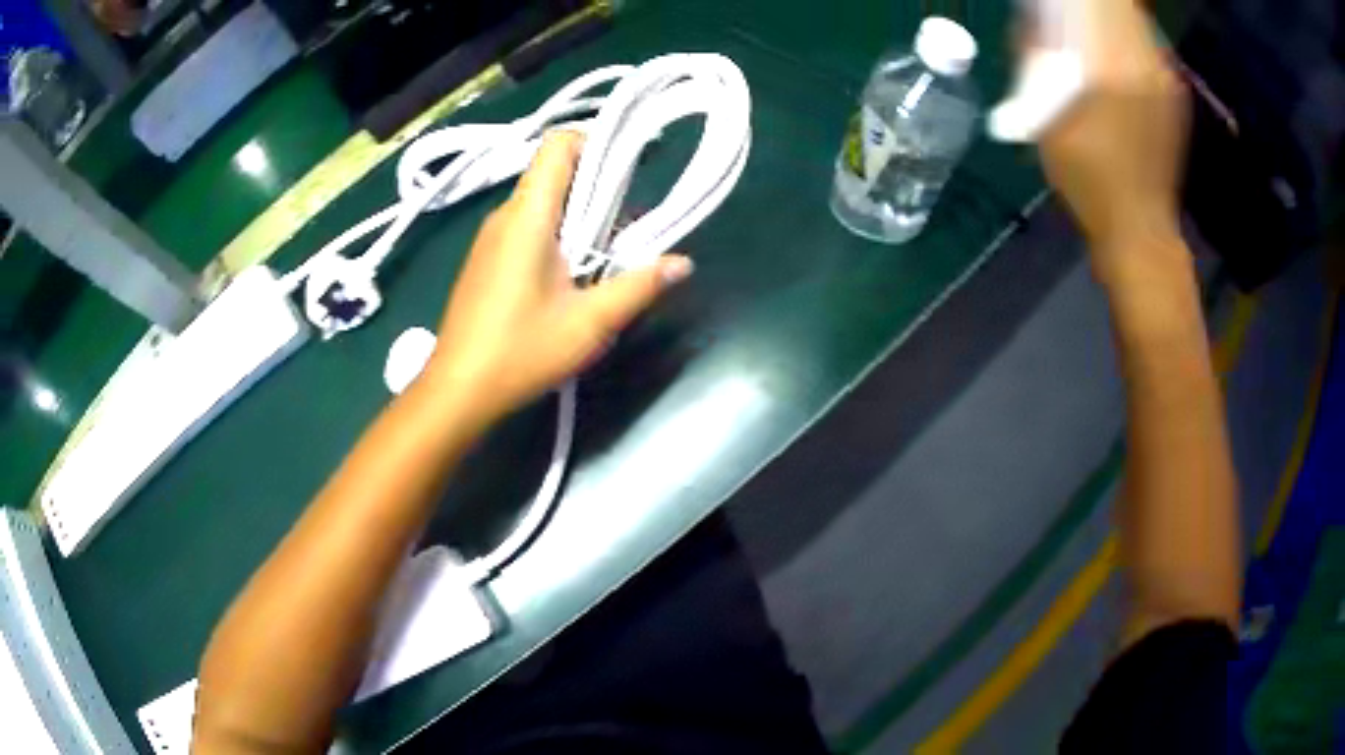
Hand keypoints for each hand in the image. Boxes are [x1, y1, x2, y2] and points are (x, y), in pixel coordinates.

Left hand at [425, 131, 692, 421]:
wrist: (457, 391)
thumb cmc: (521, 351)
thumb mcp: (590, 323)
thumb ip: (639, 286)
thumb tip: (683, 263)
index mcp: (528, 215)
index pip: (559, 145)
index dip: (597, 143)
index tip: (630, 169)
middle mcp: (505, 215)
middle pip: (555, 173)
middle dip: (598, 189)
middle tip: (628, 230)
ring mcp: (490, 238)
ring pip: (543, 203)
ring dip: (579, 218)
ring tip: (605, 258)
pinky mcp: (486, 260)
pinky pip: (527, 228)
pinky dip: (556, 236)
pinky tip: (570, 278)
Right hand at [1038, 0, 1188, 282]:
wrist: (1140, 232)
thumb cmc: (1089, 181)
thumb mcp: (1047, 121)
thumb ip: (1038, 62)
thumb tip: (1033, 20)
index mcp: (1114, 65)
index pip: (1100, 1)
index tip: (1062, 4)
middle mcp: (1147, 63)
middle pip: (1121, 4)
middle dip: (1095, 3)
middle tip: (1072, 10)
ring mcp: (1166, 79)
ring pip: (1136, 20)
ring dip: (1110, 15)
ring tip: (1087, 25)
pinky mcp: (1174, 95)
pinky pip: (1148, 45)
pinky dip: (1126, 36)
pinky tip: (1113, 55)